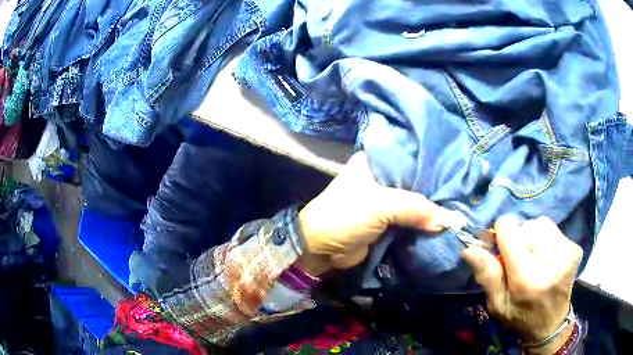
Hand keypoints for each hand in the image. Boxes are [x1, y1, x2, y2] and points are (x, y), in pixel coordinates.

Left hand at [297, 151, 452, 273]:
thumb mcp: (381, 205)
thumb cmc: (345, 216)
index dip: (431, 163)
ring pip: (413, 201)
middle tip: (461, 190)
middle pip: (414, 180)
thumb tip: (452, 220)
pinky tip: (444, 221)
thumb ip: (417, 208)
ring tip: (458, 206)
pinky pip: (410, 219)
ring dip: (431, 208)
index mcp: (374, 162)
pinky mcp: (385, 221)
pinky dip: (423, 222)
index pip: (409, 156)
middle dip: (434, 188)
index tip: (455, 169)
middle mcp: (380, 177)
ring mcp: (383, 200)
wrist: (321, 249)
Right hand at [462, 215, 582, 353]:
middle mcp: (551, 261)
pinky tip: (547, 257)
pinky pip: (554, 229)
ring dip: (533, 235)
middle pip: (527, 225)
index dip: (501, 232)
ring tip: (534, 256)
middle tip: (519, 258)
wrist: (551, 324)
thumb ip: (487, 276)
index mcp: (527, 279)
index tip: (501, 245)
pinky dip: (547, 238)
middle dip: (519, 237)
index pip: (511, 229)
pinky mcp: (575, 248)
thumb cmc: (520, 316)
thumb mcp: (497, 304)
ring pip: (541, 223)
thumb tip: (469, 249)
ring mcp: (567, 253)